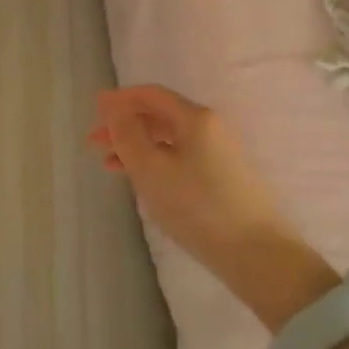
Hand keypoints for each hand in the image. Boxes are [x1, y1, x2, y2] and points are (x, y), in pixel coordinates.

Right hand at [90, 85, 340, 335]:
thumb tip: (110, 104)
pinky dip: (153, 162)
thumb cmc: (196, 206)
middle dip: (124, 125)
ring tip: (108, 164)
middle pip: (158, 116)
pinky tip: (139, 181)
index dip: (119, 99)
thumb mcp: (150, 168)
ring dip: (135, 146)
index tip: (93, 110)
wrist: (255, 253)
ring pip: (167, 139)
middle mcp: (209, 128)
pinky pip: (178, 158)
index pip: (150, 95)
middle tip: (94, 142)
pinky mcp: (220, 178)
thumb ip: (126, 133)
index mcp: (195, 118)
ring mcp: (217, 153)